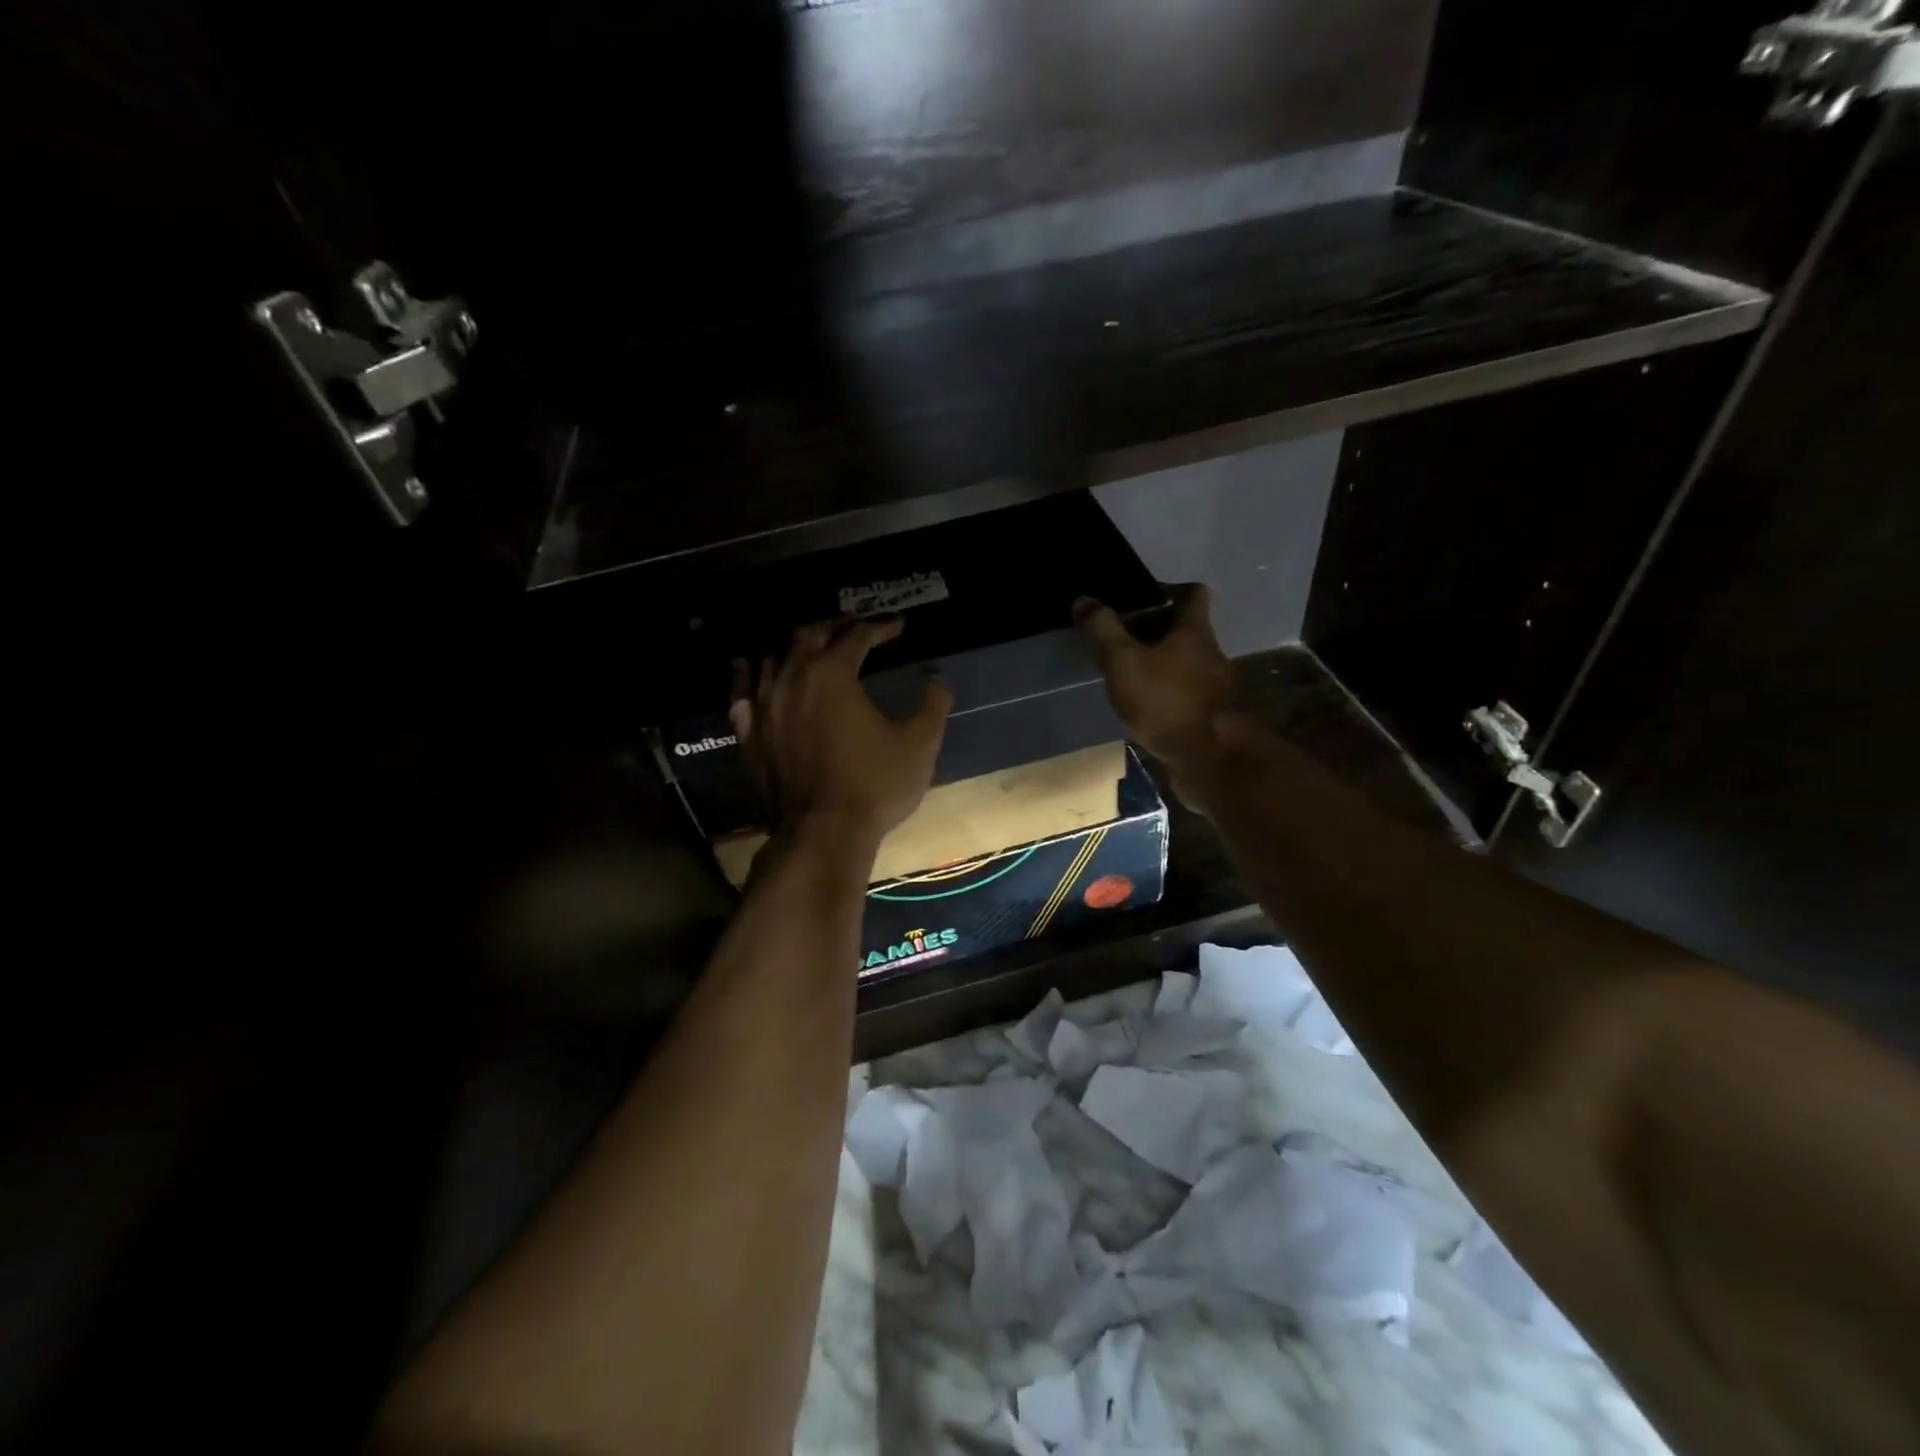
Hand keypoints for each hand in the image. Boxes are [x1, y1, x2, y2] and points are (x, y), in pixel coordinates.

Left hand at [729, 618, 952, 848]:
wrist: (823, 834)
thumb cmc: (875, 785)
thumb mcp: (920, 743)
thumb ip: (933, 703)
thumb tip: (939, 677)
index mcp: (833, 673)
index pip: (857, 635)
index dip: (881, 627)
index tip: (899, 626)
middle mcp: (792, 678)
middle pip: (809, 634)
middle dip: (835, 625)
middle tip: (855, 629)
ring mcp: (764, 705)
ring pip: (772, 657)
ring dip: (794, 646)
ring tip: (811, 647)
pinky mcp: (748, 734)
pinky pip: (741, 692)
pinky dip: (748, 675)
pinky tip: (750, 669)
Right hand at [1074, 584, 1237, 779]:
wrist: (1210, 761)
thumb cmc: (1166, 701)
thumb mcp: (1124, 662)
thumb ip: (1103, 630)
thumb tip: (1083, 599)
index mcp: (1194, 631)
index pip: (1192, 593)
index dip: (1169, 589)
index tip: (1141, 598)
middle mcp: (1211, 654)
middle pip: (1185, 630)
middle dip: (1155, 631)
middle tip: (1120, 638)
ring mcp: (1214, 688)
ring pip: (1185, 664)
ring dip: (1160, 664)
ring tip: (1126, 674)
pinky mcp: (1210, 717)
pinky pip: (1185, 694)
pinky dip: (1165, 694)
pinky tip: (1143, 707)